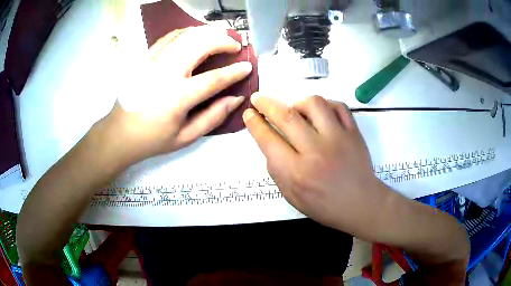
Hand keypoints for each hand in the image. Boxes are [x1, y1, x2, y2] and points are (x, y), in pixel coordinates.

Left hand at [100, 26, 251, 163]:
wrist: (119, 133)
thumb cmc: (153, 139)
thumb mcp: (186, 137)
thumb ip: (213, 117)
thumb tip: (236, 98)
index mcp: (177, 98)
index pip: (214, 79)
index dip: (234, 72)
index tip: (247, 67)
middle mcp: (165, 74)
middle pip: (200, 45)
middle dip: (223, 41)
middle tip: (234, 46)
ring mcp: (153, 62)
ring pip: (186, 35)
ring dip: (207, 33)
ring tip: (219, 37)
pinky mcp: (145, 57)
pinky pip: (170, 36)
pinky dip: (187, 32)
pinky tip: (196, 36)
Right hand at [243, 94, 389, 232]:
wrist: (360, 204)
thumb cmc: (324, 205)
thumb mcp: (292, 196)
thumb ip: (277, 169)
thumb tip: (269, 141)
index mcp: (297, 173)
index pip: (269, 140)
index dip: (254, 123)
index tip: (249, 114)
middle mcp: (316, 151)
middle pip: (287, 116)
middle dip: (266, 104)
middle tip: (258, 98)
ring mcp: (338, 138)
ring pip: (314, 103)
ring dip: (298, 102)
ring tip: (296, 110)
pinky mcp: (354, 132)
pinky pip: (338, 105)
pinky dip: (325, 105)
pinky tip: (320, 113)